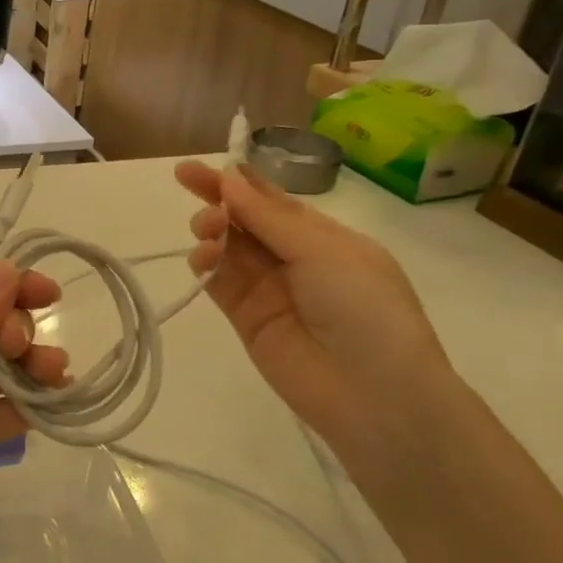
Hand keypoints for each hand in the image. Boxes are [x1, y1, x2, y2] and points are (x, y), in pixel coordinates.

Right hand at [176, 161, 457, 461]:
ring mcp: (268, 288)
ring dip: (212, 229)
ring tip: (207, 231)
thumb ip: (269, 216)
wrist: (375, 396)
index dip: (238, 180)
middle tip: (188, 182)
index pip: (273, 199)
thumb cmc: (365, 310)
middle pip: (245, 219)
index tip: (200, 166)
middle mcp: (294, 258)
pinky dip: (205, 263)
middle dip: (217, 198)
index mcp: (324, 237)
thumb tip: (229, 178)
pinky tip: (203, 256)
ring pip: (228, 246)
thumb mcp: (324, 251)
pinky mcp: (245, 317)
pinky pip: (218, 281)